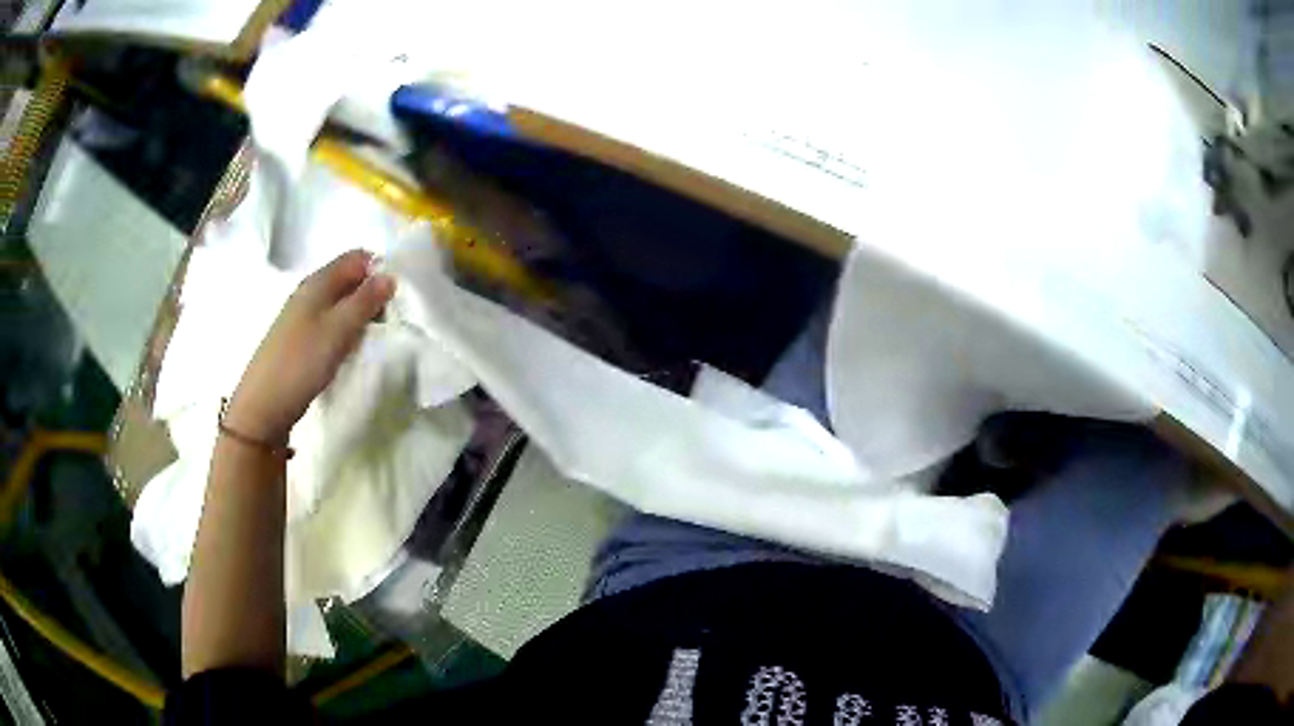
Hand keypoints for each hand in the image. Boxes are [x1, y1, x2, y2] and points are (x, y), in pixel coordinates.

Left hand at [224, 250, 395, 442]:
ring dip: (360, 315)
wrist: (263, 406)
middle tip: (388, 321)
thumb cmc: (301, 363)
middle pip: (349, 279)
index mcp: (317, 282)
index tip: (396, 297)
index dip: (378, 270)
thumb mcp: (338, 330)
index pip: (356, 258)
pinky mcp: (301, 340)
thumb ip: (365, 301)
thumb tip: (390, 276)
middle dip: (371, 294)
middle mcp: (309, 293)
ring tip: (372, 338)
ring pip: (340, 303)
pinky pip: (331, 323)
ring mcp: (302, 317)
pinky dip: (346, 331)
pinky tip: (350, 350)